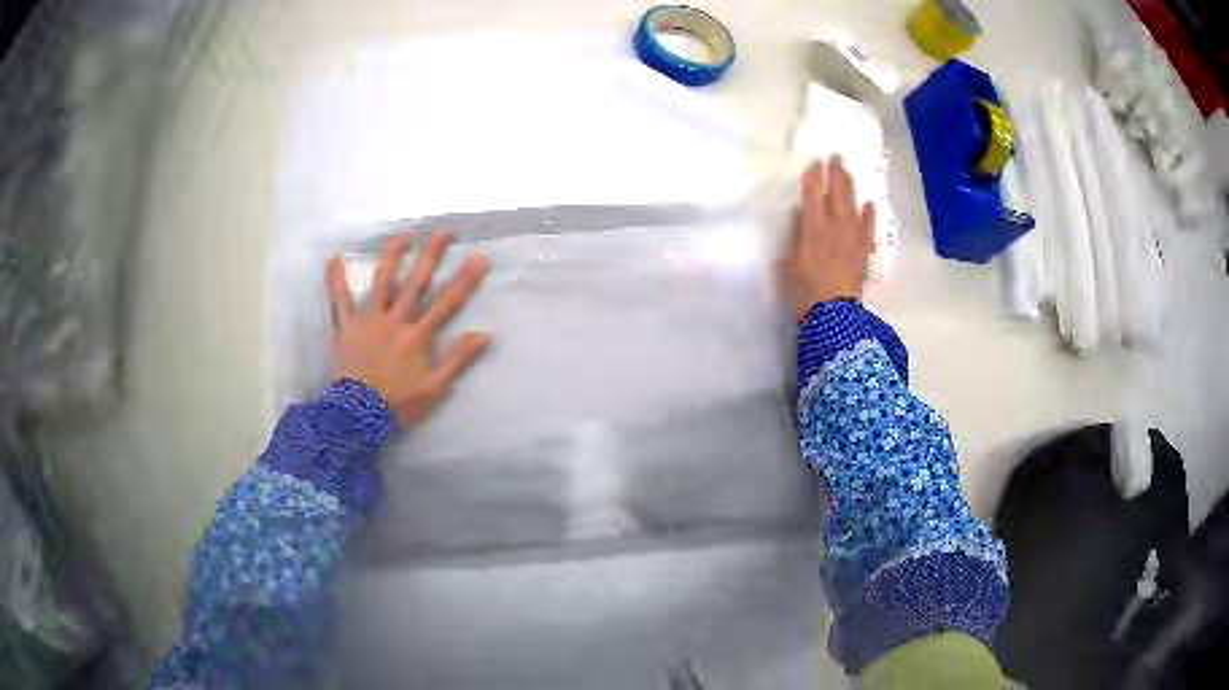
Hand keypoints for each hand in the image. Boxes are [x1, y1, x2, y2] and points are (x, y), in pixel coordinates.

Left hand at [327, 230, 488, 427]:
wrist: (359, 414)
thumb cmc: (398, 403)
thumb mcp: (435, 388)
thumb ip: (458, 360)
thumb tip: (484, 334)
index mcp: (418, 335)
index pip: (447, 302)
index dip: (465, 279)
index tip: (479, 256)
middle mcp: (395, 319)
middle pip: (417, 282)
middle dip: (432, 254)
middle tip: (444, 230)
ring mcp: (369, 319)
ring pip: (382, 281)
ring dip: (392, 255)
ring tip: (403, 235)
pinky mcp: (346, 326)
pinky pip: (340, 300)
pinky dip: (336, 279)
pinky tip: (334, 258)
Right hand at [779, 156, 875, 321]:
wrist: (833, 316)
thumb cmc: (804, 291)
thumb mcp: (788, 263)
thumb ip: (794, 237)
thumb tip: (799, 216)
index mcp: (813, 229)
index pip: (812, 196)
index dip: (813, 178)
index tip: (814, 163)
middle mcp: (835, 228)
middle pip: (836, 194)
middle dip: (835, 174)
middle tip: (835, 157)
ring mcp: (852, 239)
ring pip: (853, 206)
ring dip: (850, 187)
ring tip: (848, 173)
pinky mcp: (863, 252)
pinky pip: (869, 229)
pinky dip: (870, 216)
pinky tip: (870, 205)